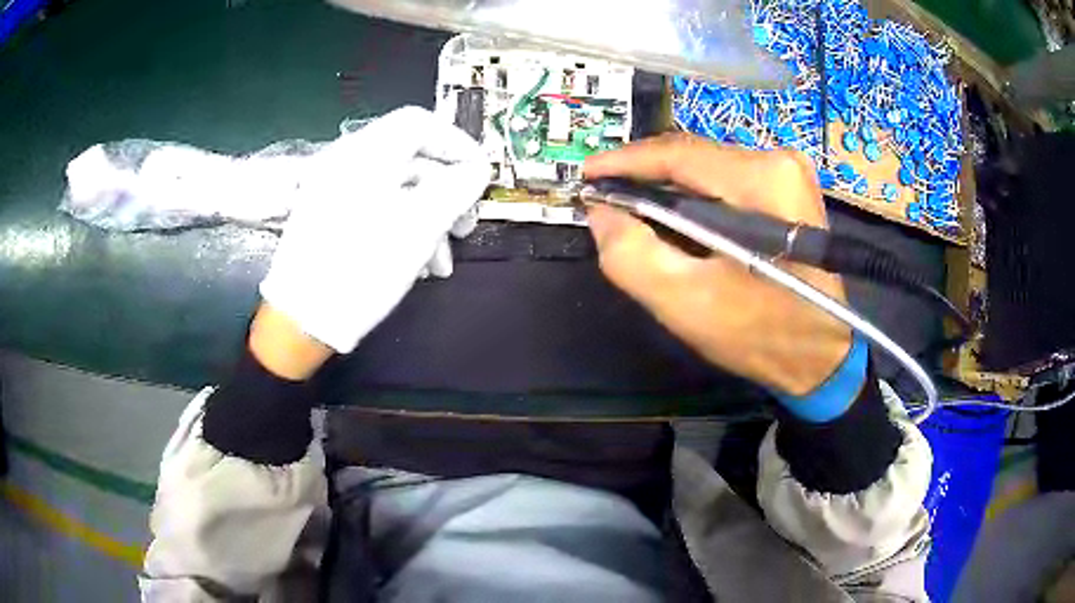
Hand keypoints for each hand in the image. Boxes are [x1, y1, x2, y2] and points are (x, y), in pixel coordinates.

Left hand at [259, 106, 489, 354]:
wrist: (300, 320)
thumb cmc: (361, 268)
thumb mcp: (420, 227)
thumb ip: (456, 188)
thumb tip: (476, 170)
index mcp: (366, 153)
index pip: (420, 124)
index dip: (457, 144)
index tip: (479, 177)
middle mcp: (347, 162)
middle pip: (410, 159)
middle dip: (446, 193)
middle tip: (465, 227)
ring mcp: (333, 190)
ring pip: (396, 190)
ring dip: (428, 219)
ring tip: (441, 262)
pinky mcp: (328, 217)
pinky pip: (375, 209)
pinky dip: (401, 228)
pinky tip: (415, 264)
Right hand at [584, 134, 850, 395]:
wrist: (820, 357)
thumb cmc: (760, 334)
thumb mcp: (686, 302)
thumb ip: (631, 254)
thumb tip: (602, 213)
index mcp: (760, 181)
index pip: (678, 154)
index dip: (625, 161)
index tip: (587, 174)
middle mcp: (778, 161)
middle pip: (693, 157)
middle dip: (645, 176)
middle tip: (605, 196)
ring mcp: (788, 173)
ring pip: (707, 168)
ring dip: (668, 187)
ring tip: (631, 206)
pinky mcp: (788, 189)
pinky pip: (726, 181)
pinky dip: (695, 196)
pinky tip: (673, 215)